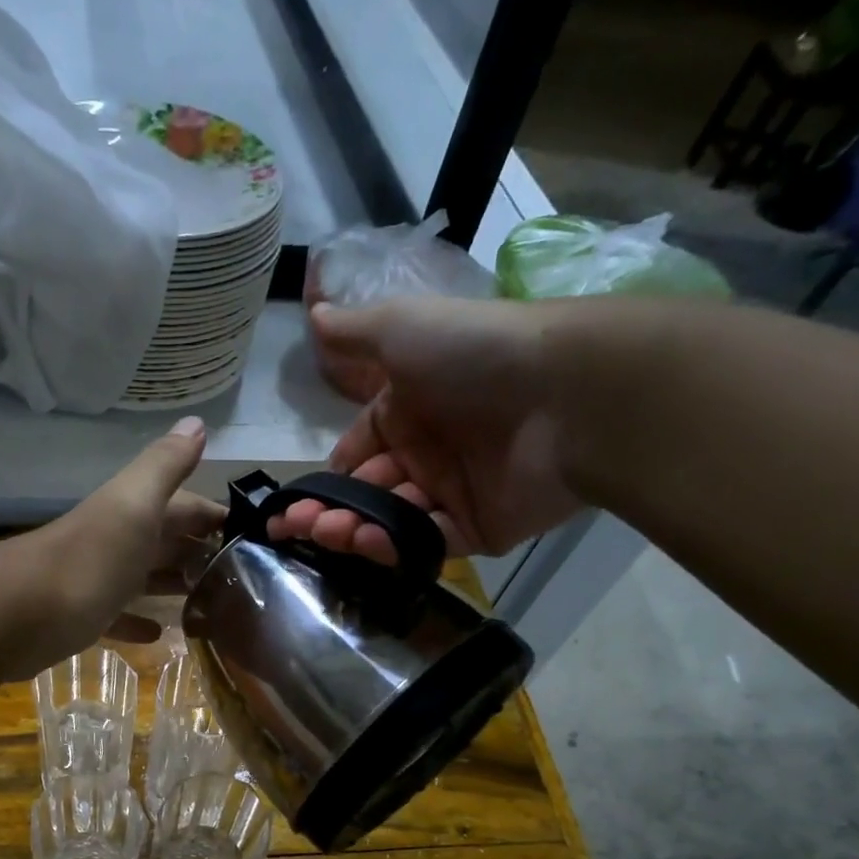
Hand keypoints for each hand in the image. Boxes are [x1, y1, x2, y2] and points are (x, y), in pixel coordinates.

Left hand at [0, 417, 225, 676]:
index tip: (254, 535)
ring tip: (213, 603)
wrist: (19, 614)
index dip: (214, 515)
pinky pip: (118, 617)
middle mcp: (116, 540)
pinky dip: (138, 622)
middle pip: (165, 541)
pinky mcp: (83, 618)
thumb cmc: (89, 559)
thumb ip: (164, 466)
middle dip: (199, 551)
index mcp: (133, 512)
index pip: (184, 505)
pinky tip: (159, 635)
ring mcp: (98, 580)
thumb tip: (196, 423)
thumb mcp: (133, 504)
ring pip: (143, 578)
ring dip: (173, 585)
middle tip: (242, 576)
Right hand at [270, 297, 586, 562]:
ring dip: (353, 531)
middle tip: (298, 526)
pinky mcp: (480, 529)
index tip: (291, 505)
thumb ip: (354, 333)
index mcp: (406, 413)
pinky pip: (428, 543)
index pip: (353, 457)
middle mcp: (427, 455)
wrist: (568, 392)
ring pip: (389, 523)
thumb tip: (314, 311)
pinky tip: (369, 541)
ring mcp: (453, 495)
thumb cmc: (475, 355)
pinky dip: (395, 547)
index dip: (323, 480)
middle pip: (365, 495)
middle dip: (327, 512)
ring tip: (329, 533)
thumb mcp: (403, 328)